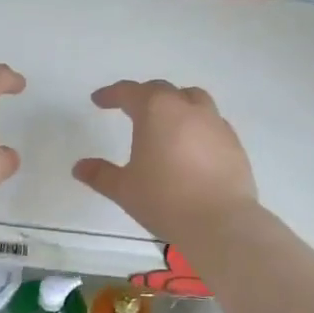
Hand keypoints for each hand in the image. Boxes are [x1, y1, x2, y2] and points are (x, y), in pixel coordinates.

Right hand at [73, 79, 255, 242]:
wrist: (220, 222)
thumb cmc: (165, 199)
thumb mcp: (124, 189)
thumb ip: (100, 174)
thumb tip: (79, 167)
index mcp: (156, 111)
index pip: (129, 92)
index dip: (111, 94)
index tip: (99, 100)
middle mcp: (187, 108)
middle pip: (162, 90)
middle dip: (143, 95)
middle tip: (129, 108)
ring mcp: (215, 123)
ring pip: (193, 98)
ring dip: (175, 103)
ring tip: (166, 120)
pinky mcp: (233, 142)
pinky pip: (211, 122)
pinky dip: (196, 125)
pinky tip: (191, 145)